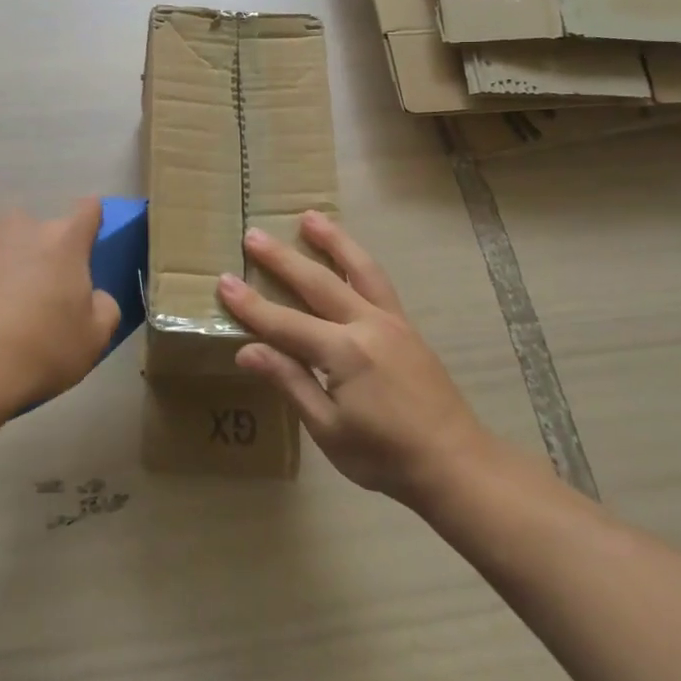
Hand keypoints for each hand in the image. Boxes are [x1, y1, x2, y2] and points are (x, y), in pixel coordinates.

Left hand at [0, 200, 121, 425]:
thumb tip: (94, 295)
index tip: (83, 246)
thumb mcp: (93, 341)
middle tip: (26, 297)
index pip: (88, 210)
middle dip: (31, 255)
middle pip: (31, 231)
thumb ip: (104, 306)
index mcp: (62, 240)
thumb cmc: (36, 353)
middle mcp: (16, 224)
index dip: (88, 224)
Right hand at [217, 211, 501, 506]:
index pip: (285, 323)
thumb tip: (247, 350)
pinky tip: (349, 255)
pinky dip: (358, 260)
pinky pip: (378, 282)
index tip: (224, 282)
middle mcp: (367, 325)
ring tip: (310, 217)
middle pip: (318, 282)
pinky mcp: (407, 326)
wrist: (456, 463)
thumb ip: (291, 383)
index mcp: (344, 353)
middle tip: (254, 235)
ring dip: (332, 240)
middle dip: (282, 259)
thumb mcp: (329, 430)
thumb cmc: (385, 456)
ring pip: (358, 268)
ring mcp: (392, 321)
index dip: (251, 305)